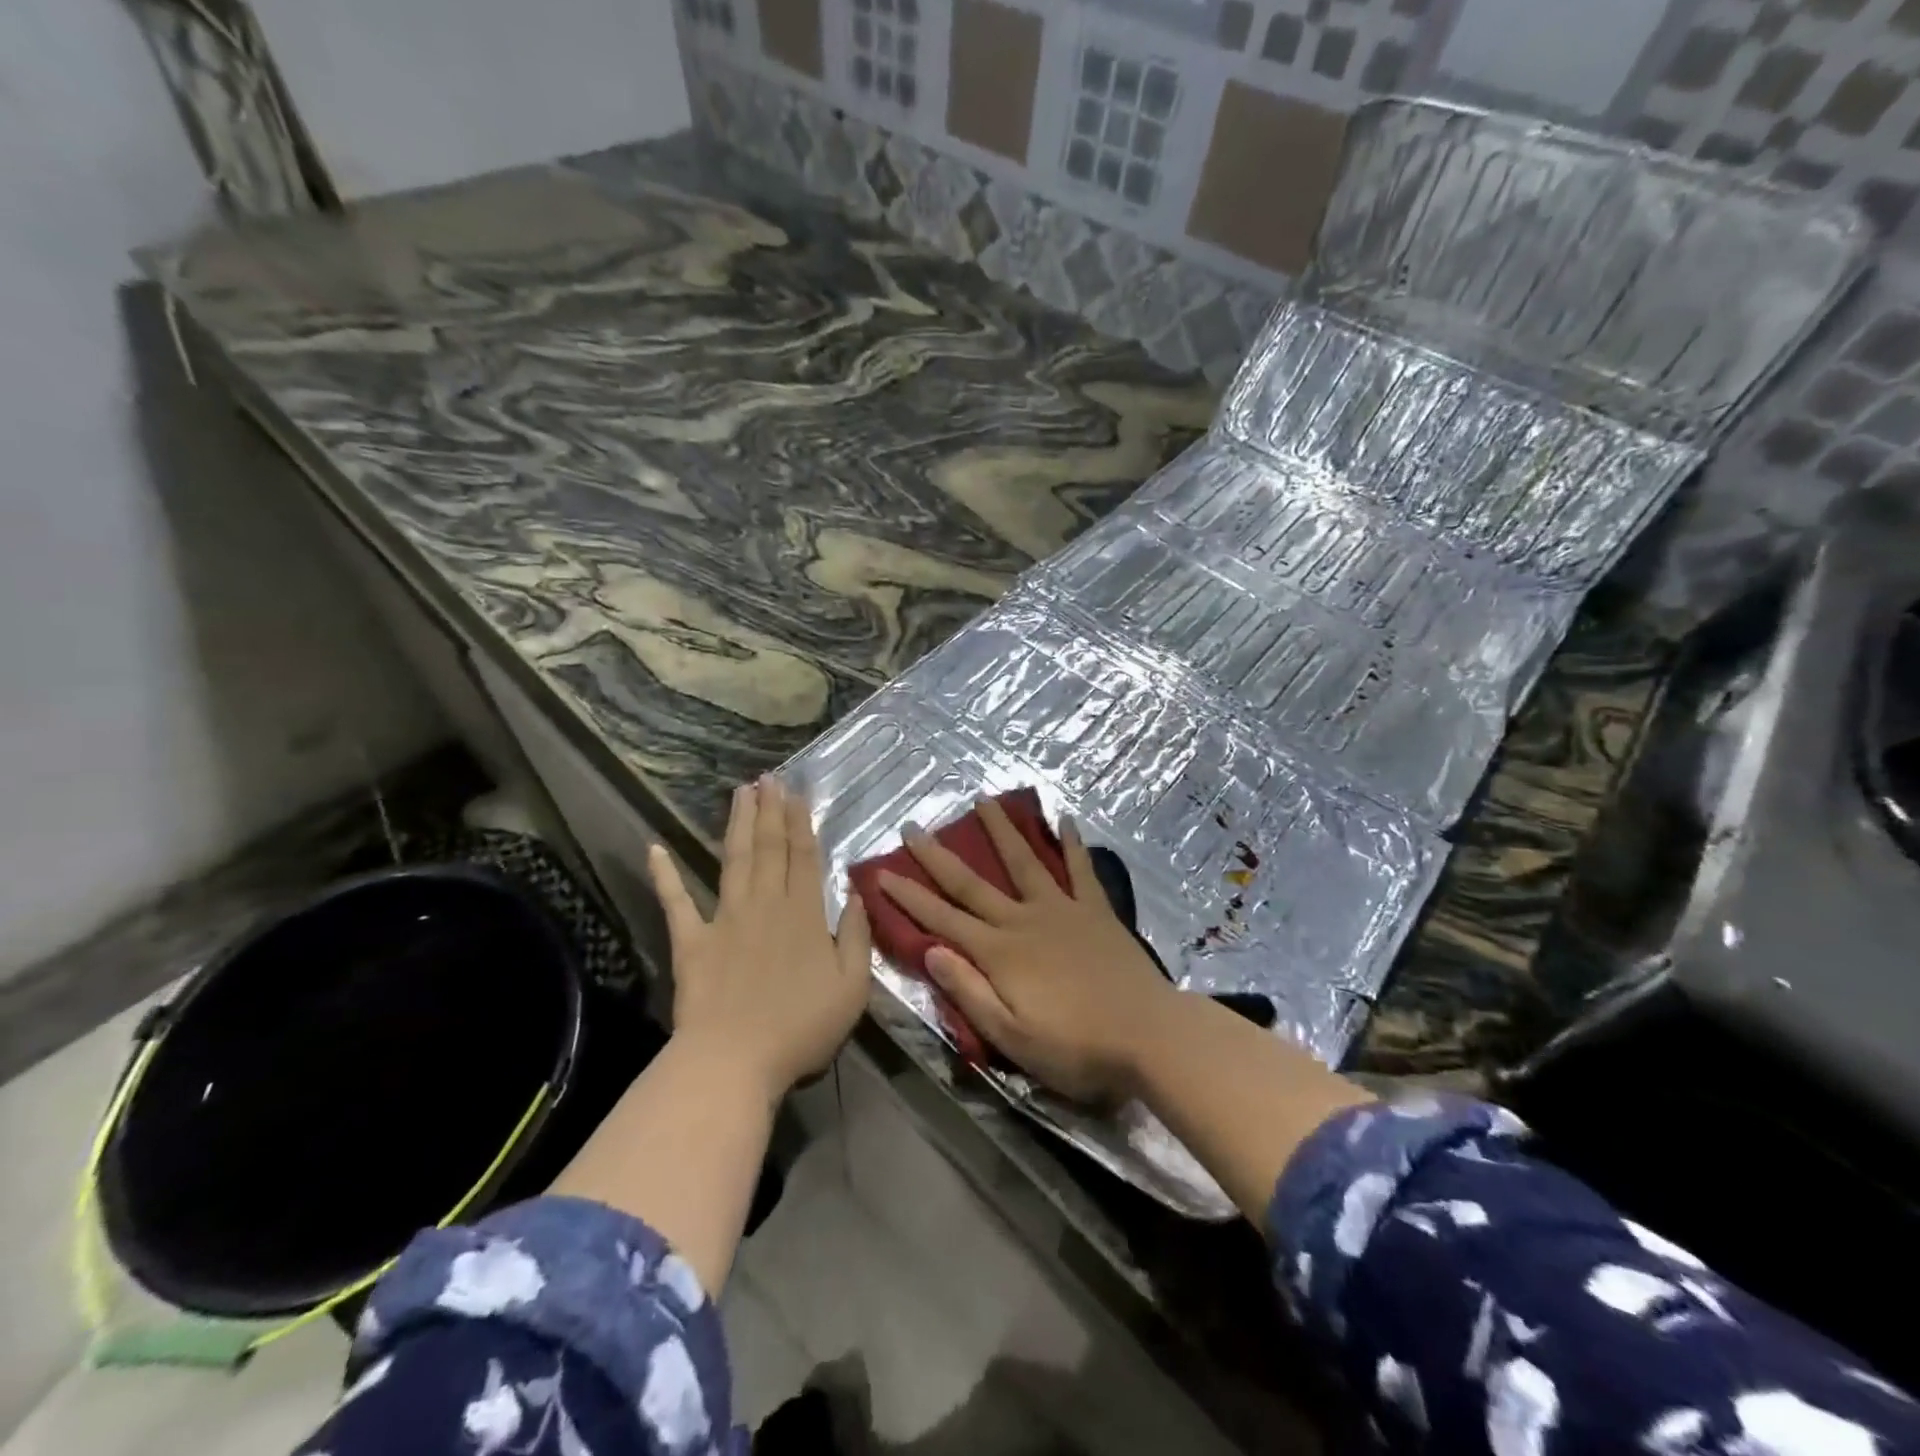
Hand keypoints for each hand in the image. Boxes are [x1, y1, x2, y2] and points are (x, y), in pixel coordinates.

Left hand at [649, 778, 870, 1101]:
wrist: (734, 1060)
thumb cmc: (801, 1027)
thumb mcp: (852, 987)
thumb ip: (855, 936)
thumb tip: (852, 894)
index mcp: (804, 914)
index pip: (803, 856)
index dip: (800, 821)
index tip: (795, 792)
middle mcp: (765, 904)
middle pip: (769, 847)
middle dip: (769, 810)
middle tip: (767, 778)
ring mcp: (725, 919)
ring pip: (734, 860)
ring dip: (737, 824)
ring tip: (739, 792)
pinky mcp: (691, 941)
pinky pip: (676, 902)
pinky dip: (665, 875)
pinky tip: (654, 848)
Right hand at [876, 799, 1175, 1102]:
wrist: (1149, 1036)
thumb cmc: (1076, 1048)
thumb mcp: (1012, 1037)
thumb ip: (969, 992)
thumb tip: (929, 951)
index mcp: (999, 953)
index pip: (942, 919)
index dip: (909, 898)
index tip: (881, 873)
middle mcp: (1024, 920)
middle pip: (972, 883)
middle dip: (938, 856)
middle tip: (913, 827)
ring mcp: (1063, 910)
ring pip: (1024, 862)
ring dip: (1000, 831)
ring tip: (983, 800)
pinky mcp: (1096, 912)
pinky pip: (1081, 870)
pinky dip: (1072, 844)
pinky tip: (1065, 819)